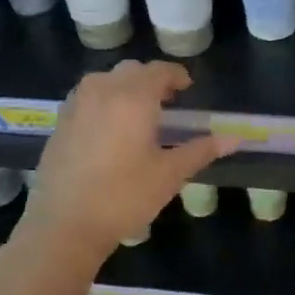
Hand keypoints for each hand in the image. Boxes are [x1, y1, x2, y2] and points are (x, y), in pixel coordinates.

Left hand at [20, 62, 237, 262]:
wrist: (64, 224)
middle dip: (151, 80)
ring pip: (105, 81)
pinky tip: (110, 130)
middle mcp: (102, 90)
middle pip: (131, 71)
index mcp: (133, 97)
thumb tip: (235, 138)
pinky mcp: (60, 122)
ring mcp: (76, 105)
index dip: (177, 76)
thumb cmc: (124, 197)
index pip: (159, 71)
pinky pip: (87, 98)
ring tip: (139, 114)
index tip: (188, 89)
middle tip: (168, 103)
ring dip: (126, 88)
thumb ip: (201, 150)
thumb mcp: (169, 174)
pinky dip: (104, 102)